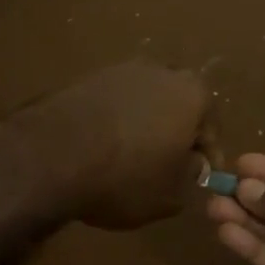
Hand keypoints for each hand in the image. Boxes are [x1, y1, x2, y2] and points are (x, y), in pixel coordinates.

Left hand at [14, 61, 216, 229]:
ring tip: (131, 156)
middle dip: (176, 131)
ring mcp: (121, 69)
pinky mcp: (88, 77)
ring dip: (144, 123)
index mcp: (193, 95)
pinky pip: (113, 101)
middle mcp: (162, 72)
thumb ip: (190, 176)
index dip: (207, 157)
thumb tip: (190, 164)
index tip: (200, 178)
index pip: (211, 128)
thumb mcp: (170, 195)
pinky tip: (103, 146)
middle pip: (178, 105)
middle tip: (167, 163)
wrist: (52, 154)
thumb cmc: (125, 177)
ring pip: (145, 99)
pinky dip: (115, 120)